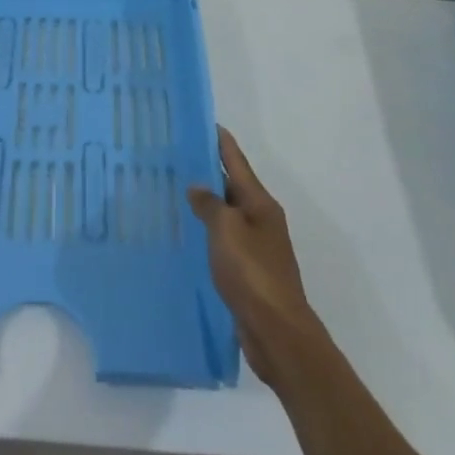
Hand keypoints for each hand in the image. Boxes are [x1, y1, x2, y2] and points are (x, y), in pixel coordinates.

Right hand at [188, 128, 326, 387]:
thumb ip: (209, 204)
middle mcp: (261, 219)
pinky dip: (209, 232)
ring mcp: (257, 246)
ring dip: (208, 203)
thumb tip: (198, 187)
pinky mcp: (249, 272)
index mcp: (260, 203)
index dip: (222, 142)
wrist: (277, 331)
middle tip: (179, 158)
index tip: (206, 123)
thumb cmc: (252, 273)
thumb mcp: (226, 230)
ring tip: (177, 192)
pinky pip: (225, 241)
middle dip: (209, 171)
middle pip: (234, 186)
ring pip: (228, 215)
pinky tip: (190, 235)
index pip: (237, 162)